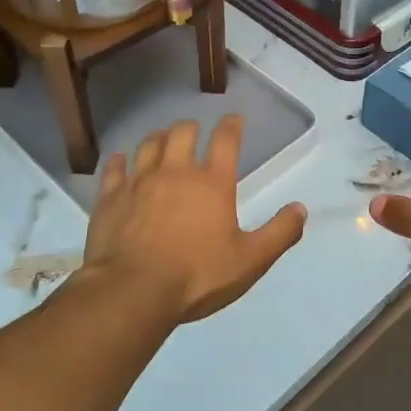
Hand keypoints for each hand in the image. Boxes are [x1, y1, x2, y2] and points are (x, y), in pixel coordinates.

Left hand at [81, 115, 307, 327]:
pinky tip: (120, 160)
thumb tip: (301, 209)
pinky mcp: (110, 198)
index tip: (234, 119)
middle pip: (182, 133)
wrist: (133, 291)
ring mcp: (139, 182)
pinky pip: (113, 169)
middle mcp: (176, 172)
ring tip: (162, 139)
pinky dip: (118, 161)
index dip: (232, 126)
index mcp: (212, 183)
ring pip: (148, 145)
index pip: (225, 141)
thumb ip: (279, 234)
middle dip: (190, 127)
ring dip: (158, 138)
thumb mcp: (250, 261)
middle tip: (194, 130)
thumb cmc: (197, 276)